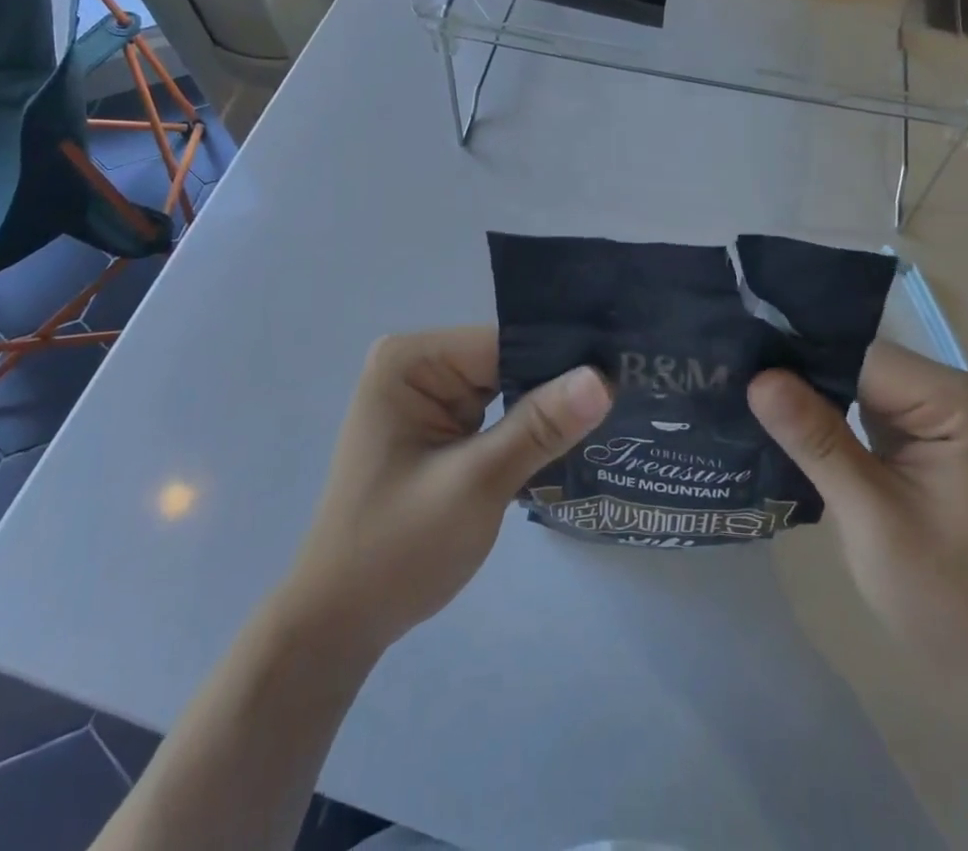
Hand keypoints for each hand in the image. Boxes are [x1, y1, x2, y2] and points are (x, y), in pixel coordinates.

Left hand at [282, 327, 611, 654]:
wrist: (340, 624)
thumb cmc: (396, 549)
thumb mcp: (475, 484)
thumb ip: (538, 427)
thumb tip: (603, 378)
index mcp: (410, 360)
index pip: (504, 343)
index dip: (562, 361)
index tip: (623, 375)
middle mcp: (417, 365)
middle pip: (507, 362)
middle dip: (557, 388)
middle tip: (627, 399)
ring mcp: (427, 396)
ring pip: (507, 389)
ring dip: (545, 413)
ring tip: (613, 418)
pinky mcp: (437, 427)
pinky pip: (496, 414)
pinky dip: (526, 433)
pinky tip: (571, 442)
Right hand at [749, 341, 967, 672]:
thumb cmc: (944, 597)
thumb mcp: (871, 517)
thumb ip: (816, 440)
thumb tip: (758, 377)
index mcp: (958, 401)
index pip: (860, 358)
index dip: (798, 360)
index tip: (738, 365)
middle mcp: (954, 392)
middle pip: (857, 364)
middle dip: (798, 376)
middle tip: (732, 380)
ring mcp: (940, 412)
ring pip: (854, 382)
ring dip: (808, 395)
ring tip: (747, 396)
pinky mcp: (923, 433)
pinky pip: (862, 405)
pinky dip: (825, 415)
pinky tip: (783, 420)